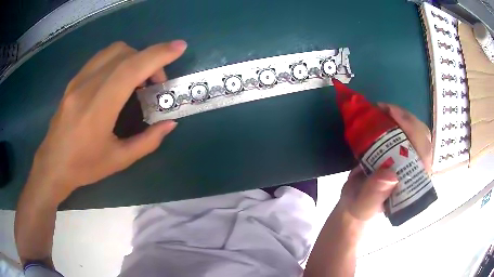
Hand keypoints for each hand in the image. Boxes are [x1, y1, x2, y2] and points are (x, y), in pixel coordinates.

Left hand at [28, 40, 186, 202]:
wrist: (53, 164)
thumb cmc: (84, 167)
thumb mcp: (119, 161)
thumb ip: (148, 141)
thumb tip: (170, 123)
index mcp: (97, 109)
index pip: (130, 69)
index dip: (157, 55)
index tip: (179, 47)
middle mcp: (86, 87)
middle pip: (124, 54)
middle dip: (149, 59)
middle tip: (155, 83)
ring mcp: (78, 80)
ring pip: (113, 51)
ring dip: (133, 57)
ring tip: (138, 79)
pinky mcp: (74, 80)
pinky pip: (101, 58)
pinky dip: (119, 60)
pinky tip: (119, 79)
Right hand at [338, 103, 432, 220]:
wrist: (356, 201)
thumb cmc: (361, 206)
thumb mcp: (364, 204)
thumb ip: (375, 194)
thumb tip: (391, 175)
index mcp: (414, 185)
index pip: (424, 156)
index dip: (414, 133)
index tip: (393, 116)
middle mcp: (417, 169)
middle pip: (423, 138)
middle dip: (407, 120)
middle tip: (384, 109)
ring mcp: (412, 158)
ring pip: (417, 131)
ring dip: (402, 116)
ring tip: (382, 109)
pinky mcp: (404, 150)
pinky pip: (407, 131)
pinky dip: (396, 118)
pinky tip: (383, 112)